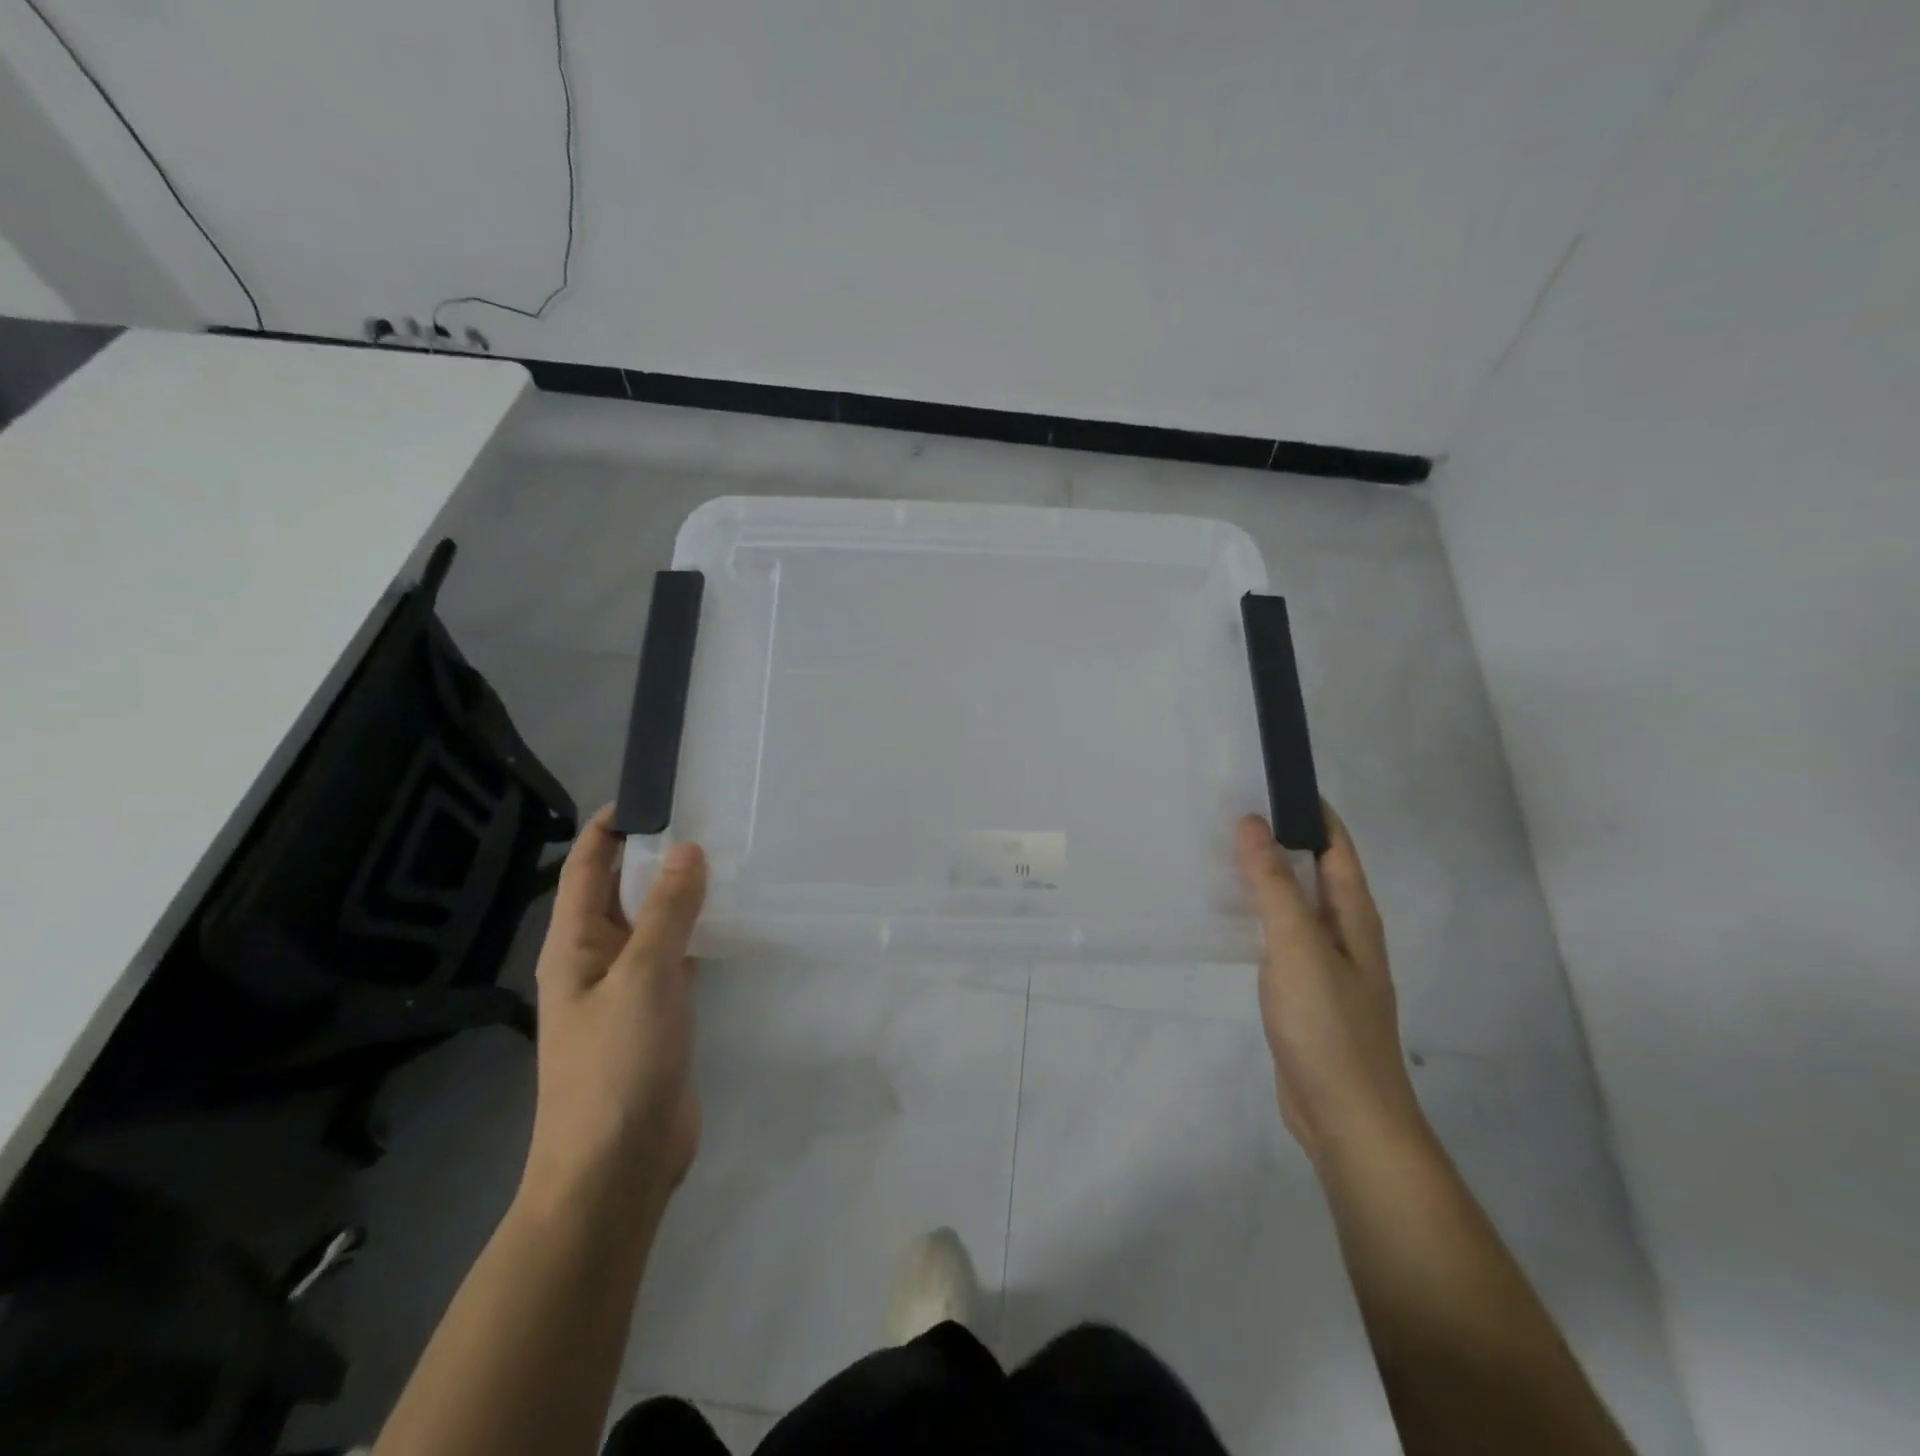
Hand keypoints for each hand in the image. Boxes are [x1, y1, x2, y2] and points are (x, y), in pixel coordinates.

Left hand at [521, 807, 706, 1218]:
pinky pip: (678, 956)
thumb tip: (687, 849)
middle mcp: (597, 958)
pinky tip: (731, 918)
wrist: (616, 1167)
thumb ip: (668, 911)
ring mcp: (629, 988)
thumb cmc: (617, 1065)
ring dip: (682, 893)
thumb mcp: (644, 976)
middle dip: (658, 854)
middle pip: (624, 890)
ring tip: (729, 857)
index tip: (657, 793)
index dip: (613, 826)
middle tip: (711, 818)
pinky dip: (699, 932)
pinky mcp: (659, 1014)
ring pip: (656, 923)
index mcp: (575, 944)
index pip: (588, 866)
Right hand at [1235, 805, 1423, 1167]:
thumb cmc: (1328, 1026)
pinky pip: (1277, 935)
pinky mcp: (1300, 989)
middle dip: (1278, 837)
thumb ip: (1274, 885)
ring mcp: (1322, 963)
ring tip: (1217, 852)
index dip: (1309, 809)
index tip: (1267, 779)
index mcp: (1354, 915)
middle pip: (1313, 869)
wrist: (1346, 1118)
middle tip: (1227, 811)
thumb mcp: (1298, 947)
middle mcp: (1343, 932)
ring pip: (1292, 902)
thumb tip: (1253, 822)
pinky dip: (1254, 913)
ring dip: (1263, 875)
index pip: (1335, 844)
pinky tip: (1225, 915)